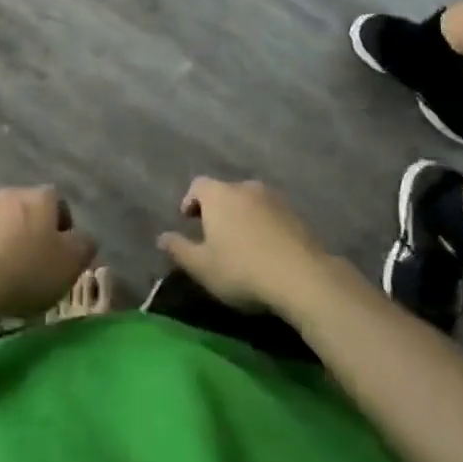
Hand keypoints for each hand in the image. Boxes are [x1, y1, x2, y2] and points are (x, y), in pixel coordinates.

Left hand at [0, 187, 96, 322]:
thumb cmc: (27, 272)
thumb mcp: (71, 264)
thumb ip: (84, 245)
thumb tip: (82, 238)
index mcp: (39, 197)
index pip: (58, 202)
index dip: (63, 228)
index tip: (61, 255)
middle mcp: (9, 193)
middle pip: (27, 209)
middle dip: (32, 231)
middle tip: (35, 264)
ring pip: (0, 221)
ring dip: (5, 238)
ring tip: (6, 271)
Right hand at [158, 178, 331, 312]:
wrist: (301, 276)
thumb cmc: (241, 269)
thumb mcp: (202, 267)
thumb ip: (179, 250)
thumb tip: (161, 237)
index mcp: (218, 194)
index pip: (197, 185)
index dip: (190, 201)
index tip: (188, 220)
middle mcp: (244, 187)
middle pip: (224, 191)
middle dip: (217, 209)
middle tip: (213, 233)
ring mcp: (273, 198)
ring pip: (249, 201)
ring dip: (242, 216)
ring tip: (240, 242)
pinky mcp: (295, 214)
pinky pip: (271, 213)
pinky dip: (263, 225)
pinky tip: (265, 249)